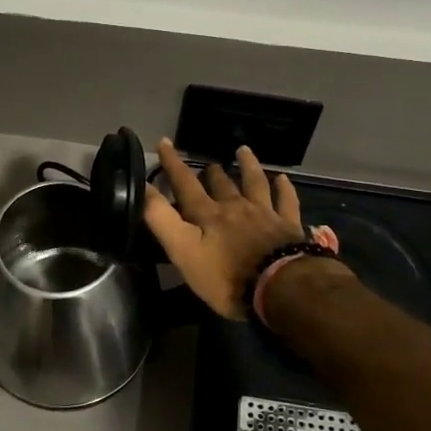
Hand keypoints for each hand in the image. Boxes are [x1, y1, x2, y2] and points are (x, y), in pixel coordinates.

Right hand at [144, 139, 309, 319]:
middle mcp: (235, 207)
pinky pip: (286, 201)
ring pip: (255, 183)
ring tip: (243, 151)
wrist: (279, 287)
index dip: (173, 164)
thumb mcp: (183, 251)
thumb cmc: (226, 277)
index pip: (185, 184)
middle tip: (208, 163)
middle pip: (222, 184)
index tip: (165, 142)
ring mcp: (265, 214)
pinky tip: (283, 179)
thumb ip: (162, 219)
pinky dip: (284, 188)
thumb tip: (142, 187)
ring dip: (248, 166)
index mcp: (208, 215)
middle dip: (212, 172)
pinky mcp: (288, 226)